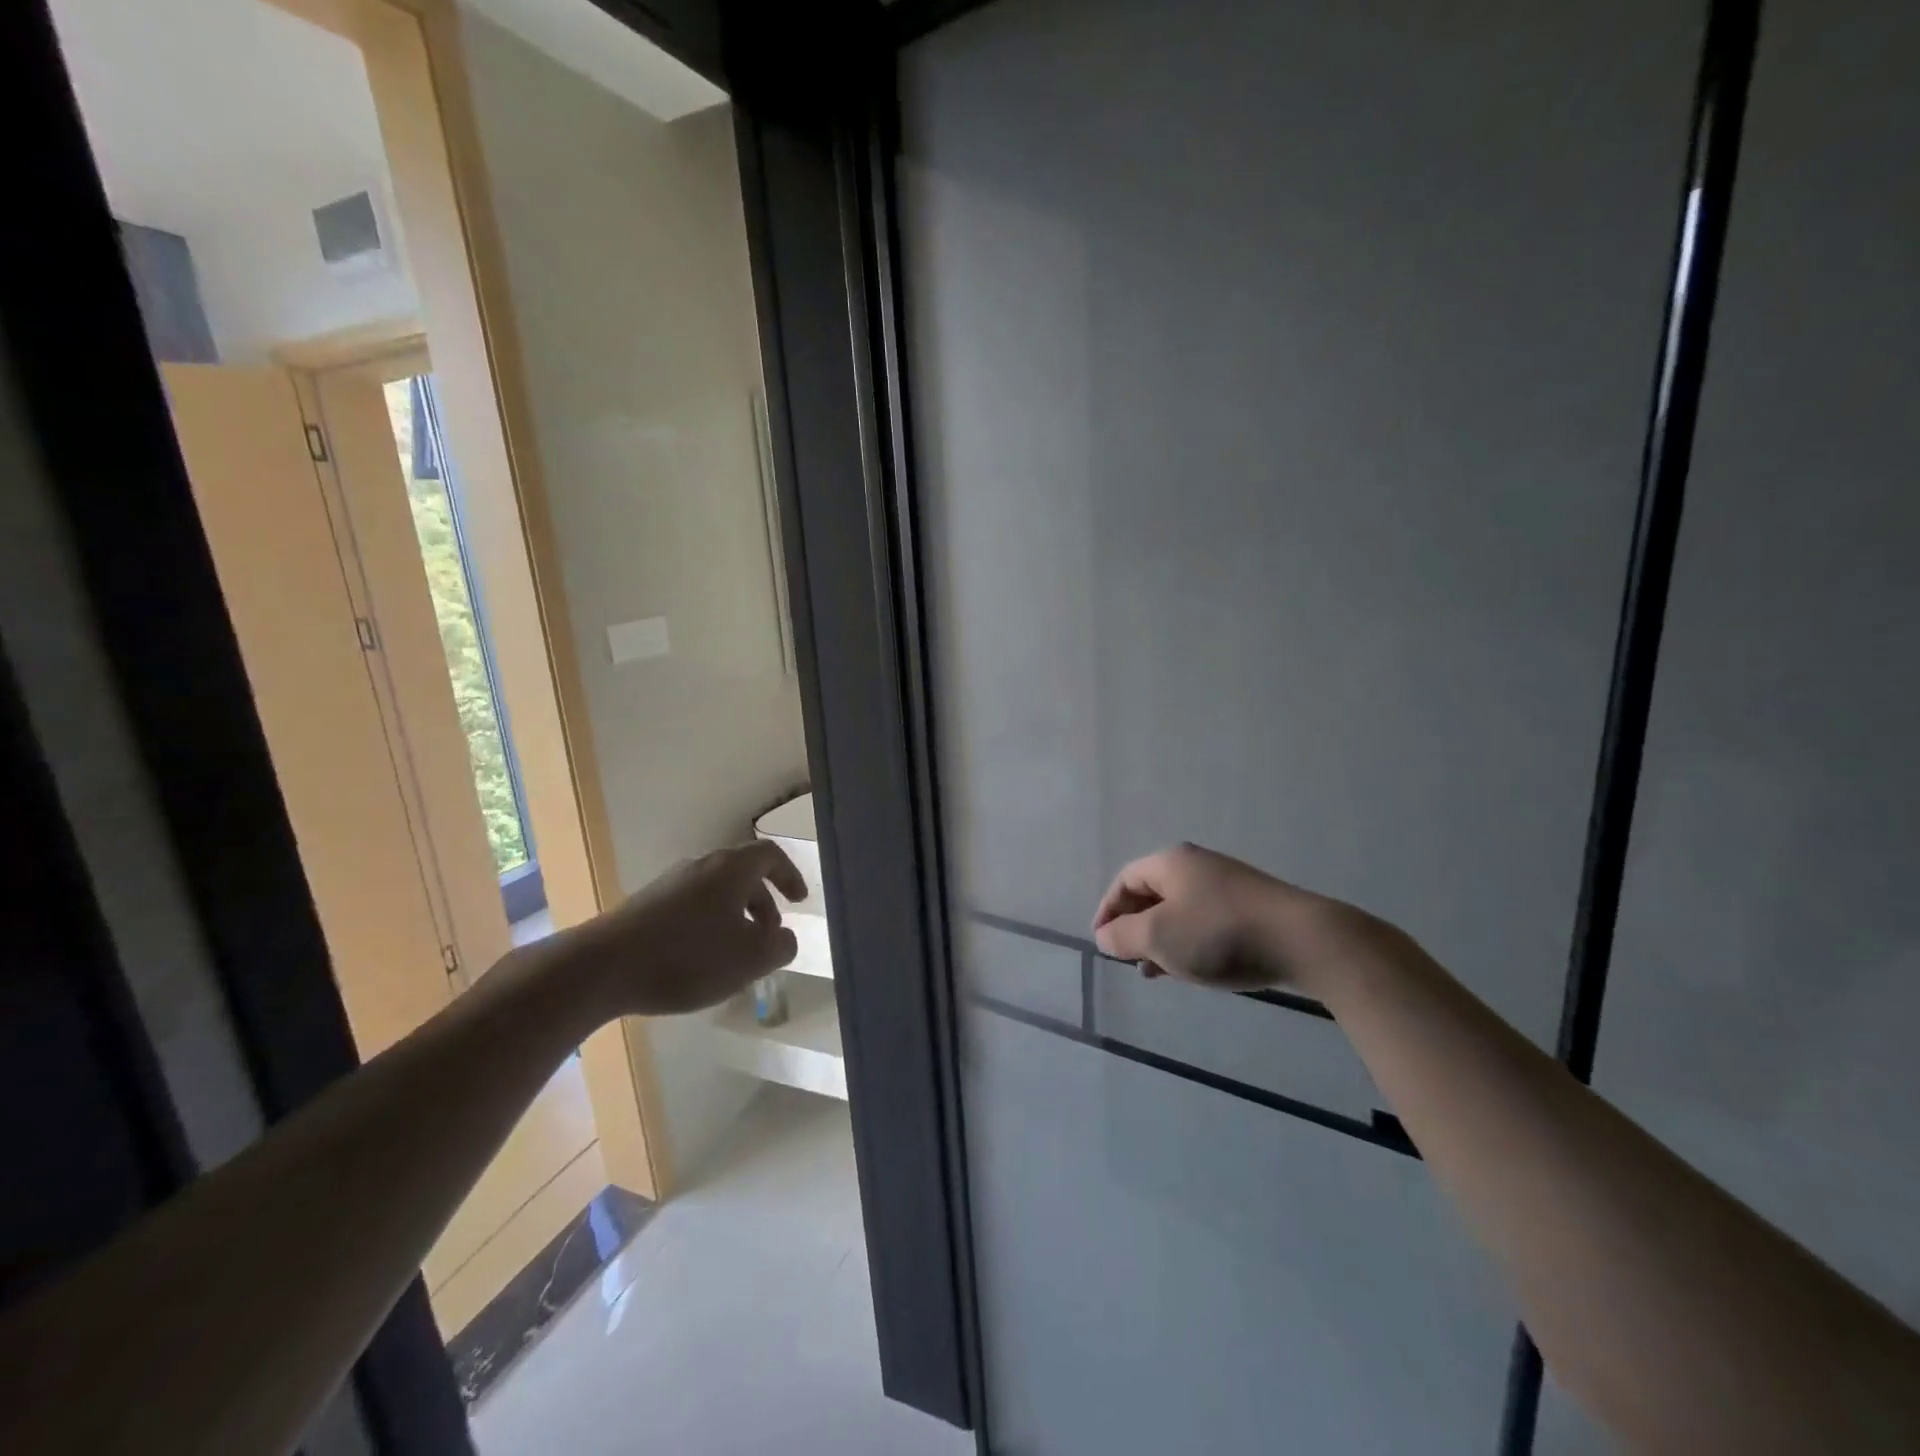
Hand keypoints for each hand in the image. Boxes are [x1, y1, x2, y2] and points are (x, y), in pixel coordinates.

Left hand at [549, 841, 807, 1016]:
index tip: (799, 901)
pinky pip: (689, 909)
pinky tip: (698, 963)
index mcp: (731, 868)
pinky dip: (707, 928)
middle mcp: (701, 866)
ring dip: (734, 919)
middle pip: (742, 875)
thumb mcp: (750, 958)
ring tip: (735, 957)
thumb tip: (784, 938)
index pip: (771, 855)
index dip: (790, 875)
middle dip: (763, 904)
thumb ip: (780, 946)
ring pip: (715, 894)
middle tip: (769, 937)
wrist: (602, 968)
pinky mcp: (644, 907)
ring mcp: (668, 885)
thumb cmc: (688, 957)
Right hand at [1092, 842, 1385, 996]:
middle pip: (1152, 893)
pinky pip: (1205, 922)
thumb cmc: (1219, 934)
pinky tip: (1193, 969)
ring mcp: (1227, 885)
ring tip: (1156, 972)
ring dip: (1161, 940)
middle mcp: (1197, 866)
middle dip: (1135, 927)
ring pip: (1180, 911)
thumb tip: (1105, 935)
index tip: (1102, 943)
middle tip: (1128, 959)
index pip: (1125, 880)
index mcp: (1171, 863)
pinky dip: (1189, 943)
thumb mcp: (1159, 937)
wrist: (1304, 940)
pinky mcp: (1251, 908)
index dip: (1107, 910)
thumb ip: (1124, 936)